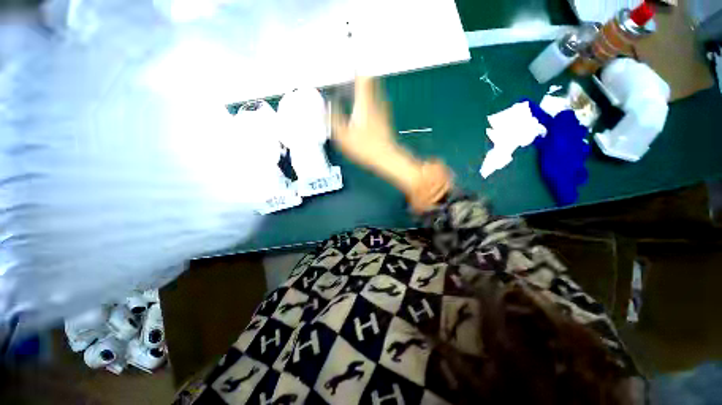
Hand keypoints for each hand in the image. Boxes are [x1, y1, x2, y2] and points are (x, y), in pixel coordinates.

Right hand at [331, 77, 452, 212]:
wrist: (386, 158)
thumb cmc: (366, 148)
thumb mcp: (343, 136)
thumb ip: (333, 119)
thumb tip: (326, 105)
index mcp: (365, 103)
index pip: (361, 77)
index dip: (355, 65)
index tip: (348, 54)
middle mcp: (376, 102)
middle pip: (369, 80)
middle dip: (358, 73)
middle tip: (348, 69)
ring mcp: (382, 111)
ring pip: (373, 91)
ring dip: (363, 85)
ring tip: (351, 84)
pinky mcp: (384, 119)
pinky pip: (375, 101)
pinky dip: (367, 98)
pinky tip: (360, 105)